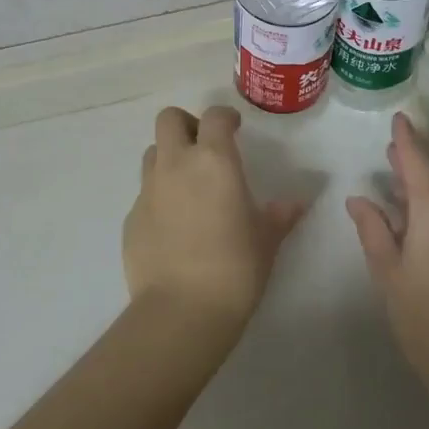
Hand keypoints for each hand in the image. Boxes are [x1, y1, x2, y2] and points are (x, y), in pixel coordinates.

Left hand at [124, 105, 308, 338]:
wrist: (181, 311)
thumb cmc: (235, 268)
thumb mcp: (266, 239)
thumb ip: (280, 214)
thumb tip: (296, 203)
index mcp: (213, 160)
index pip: (214, 116)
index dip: (225, 117)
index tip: (235, 129)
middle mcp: (176, 164)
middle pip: (168, 119)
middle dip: (186, 124)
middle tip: (203, 147)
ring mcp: (148, 190)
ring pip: (153, 153)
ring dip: (169, 157)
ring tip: (188, 184)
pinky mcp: (131, 218)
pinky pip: (144, 193)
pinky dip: (159, 196)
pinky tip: (173, 225)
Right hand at [347, 113, 428, 412]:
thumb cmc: (427, 318)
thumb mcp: (389, 273)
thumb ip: (373, 230)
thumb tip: (359, 200)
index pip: (418, 161)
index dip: (406, 139)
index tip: (399, 118)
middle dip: (413, 165)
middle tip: (390, 155)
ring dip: (426, 193)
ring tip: (399, 190)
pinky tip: (420, 226)